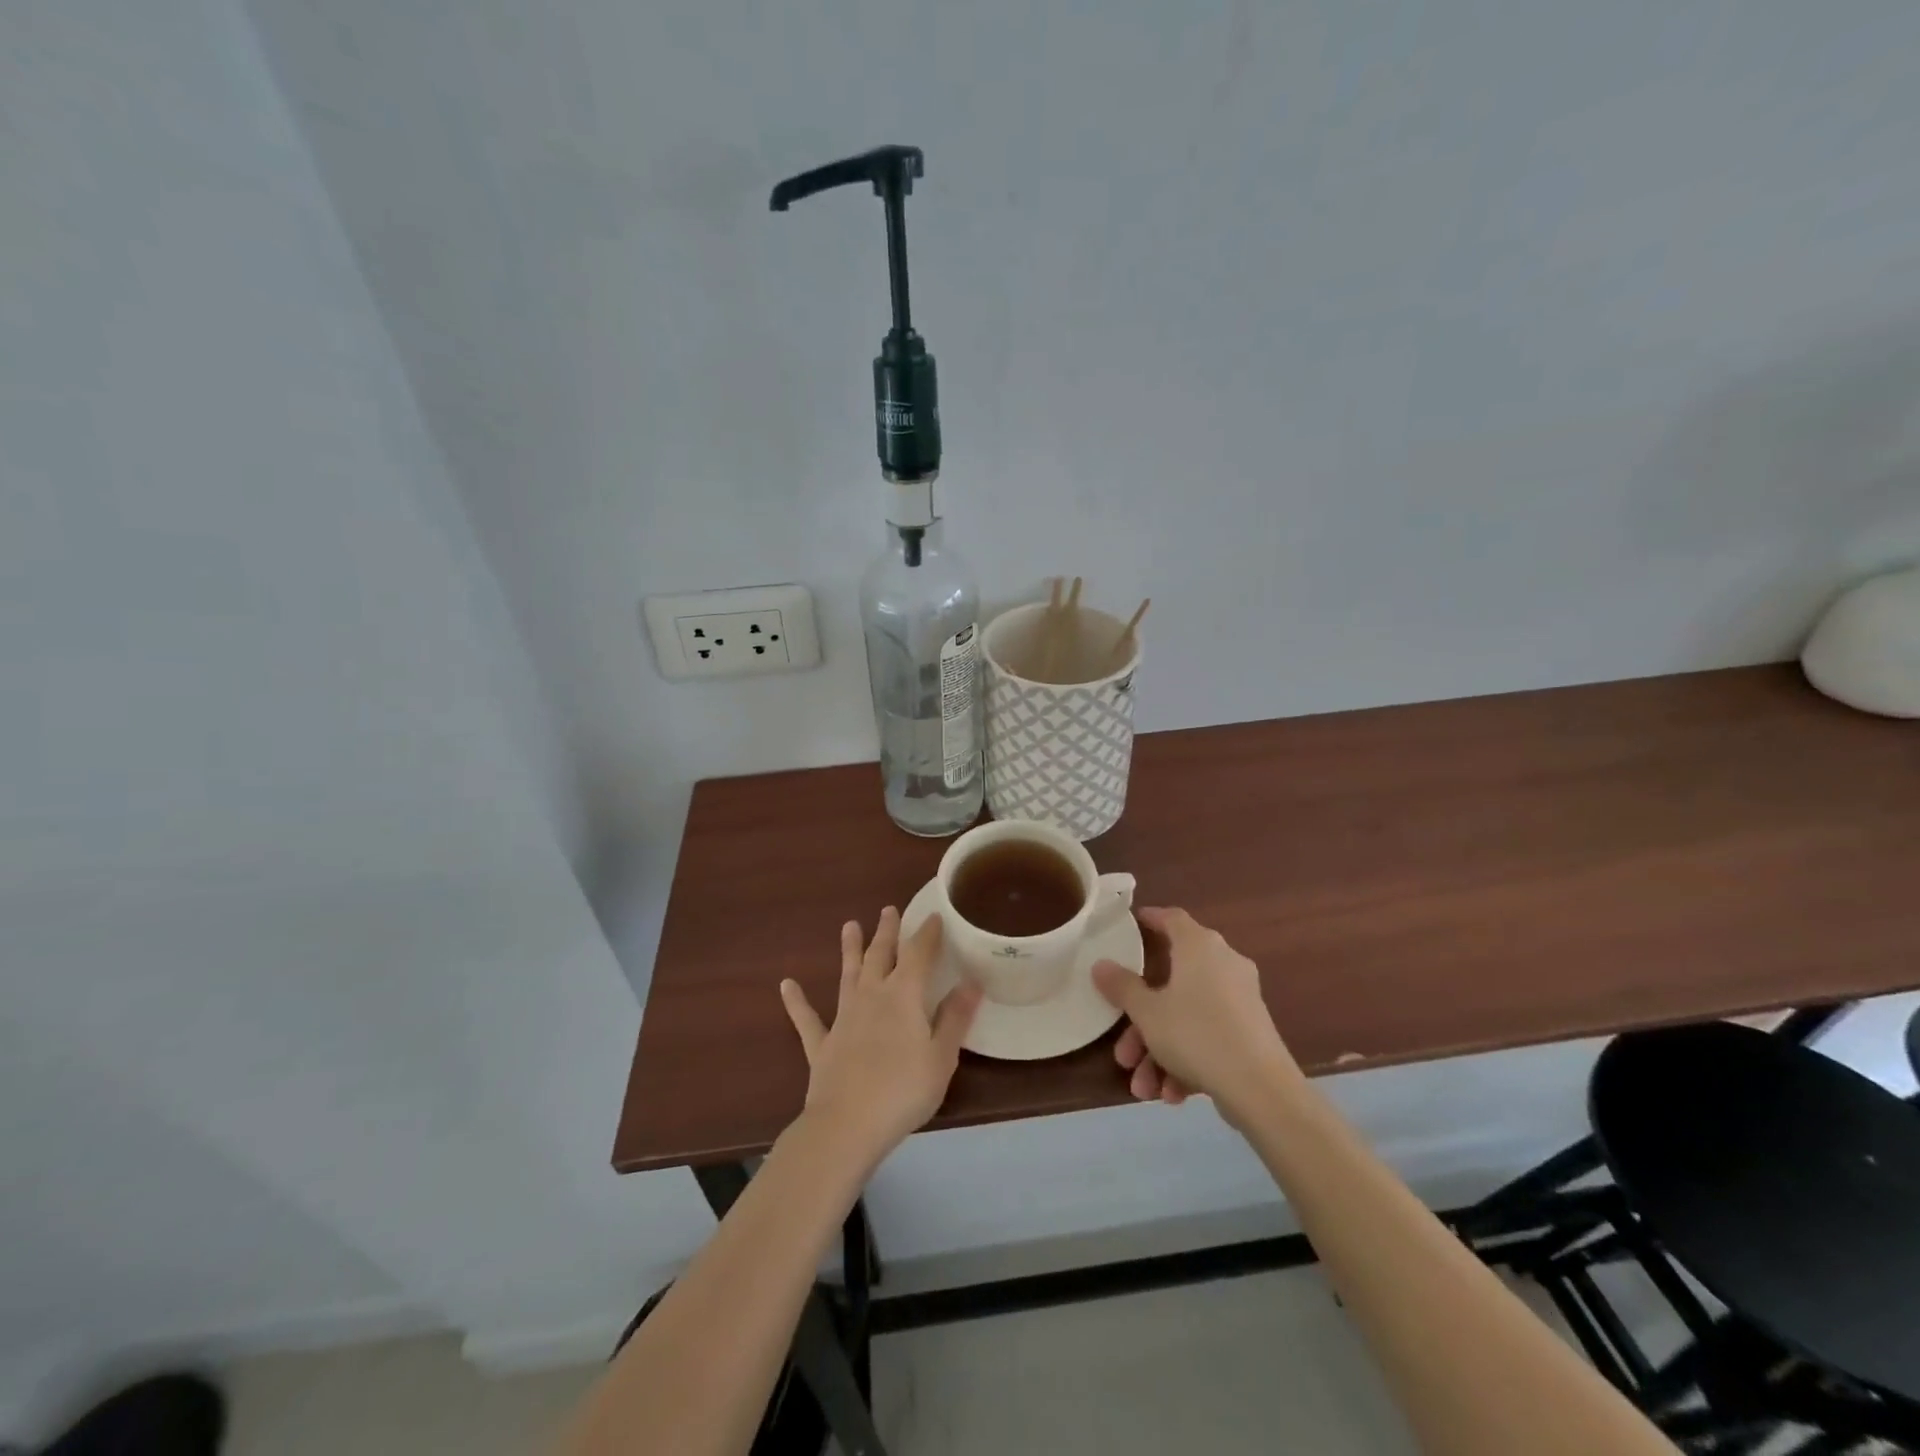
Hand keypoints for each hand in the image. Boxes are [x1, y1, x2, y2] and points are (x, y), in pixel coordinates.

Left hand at [780, 908, 982, 1164]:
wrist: (847, 1125)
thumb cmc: (903, 1091)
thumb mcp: (941, 1057)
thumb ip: (955, 1018)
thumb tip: (972, 981)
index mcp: (903, 996)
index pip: (918, 955)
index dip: (927, 934)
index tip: (934, 916)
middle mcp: (871, 997)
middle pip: (880, 956)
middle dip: (887, 932)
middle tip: (888, 909)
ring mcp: (843, 1019)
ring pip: (847, 975)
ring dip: (849, 950)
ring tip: (849, 925)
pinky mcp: (821, 1045)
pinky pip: (807, 1019)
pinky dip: (797, 1002)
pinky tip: (786, 985)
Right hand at [1091, 907, 1295, 1121]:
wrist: (1262, 1090)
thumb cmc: (1196, 1034)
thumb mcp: (1147, 1012)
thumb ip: (1122, 986)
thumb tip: (1100, 965)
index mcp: (1199, 946)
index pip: (1172, 918)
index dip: (1150, 919)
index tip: (1130, 925)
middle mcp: (1223, 964)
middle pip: (1172, 982)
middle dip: (1142, 1021)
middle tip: (1123, 1049)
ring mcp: (1240, 999)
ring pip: (1187, 1017)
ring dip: (1160, 1051)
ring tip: (1143, 1087)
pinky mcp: (1251, 1032)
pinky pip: (1208, 1037)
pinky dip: (1187, 1061)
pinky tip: (1171, 1094)